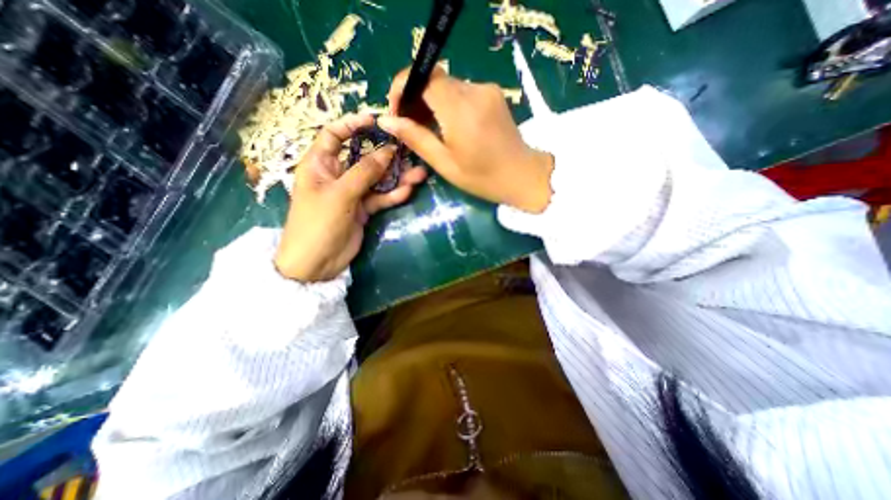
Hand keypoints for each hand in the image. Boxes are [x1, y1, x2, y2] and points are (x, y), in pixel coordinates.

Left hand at [275, 114, 428, 282]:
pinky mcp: (363, 209)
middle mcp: (337, 175)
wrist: (317, 263)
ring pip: (377, 179)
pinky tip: (408, 191)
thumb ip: (365, 172)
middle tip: (409, 150)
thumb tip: (388, 151)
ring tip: (419, 174)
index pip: (334, 134)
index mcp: (320, 164)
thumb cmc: (318, 223)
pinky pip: (381, 197)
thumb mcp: (340, 194)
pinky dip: (393, 194)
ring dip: (397, 177)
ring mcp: (352, 193)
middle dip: (386, 155)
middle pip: (363, 157)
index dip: (353, 124)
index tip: (375, 120)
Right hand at [379, 67, 555, 213]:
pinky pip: (462, 91)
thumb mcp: (445, 163)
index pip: (422, 77)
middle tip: (410, 125)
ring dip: (432, 102)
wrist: (522, 176)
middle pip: (434, 79)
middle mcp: (474, 91)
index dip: (402, 88)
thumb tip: (386, 121)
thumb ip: (416, 138)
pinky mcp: (494, 94)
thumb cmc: (483, 178)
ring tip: (428, 128)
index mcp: (460, 110)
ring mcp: (487, 90)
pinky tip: (448, 125)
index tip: (397, 112)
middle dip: (415, 97)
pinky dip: (448, 103)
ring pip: (448, 85)